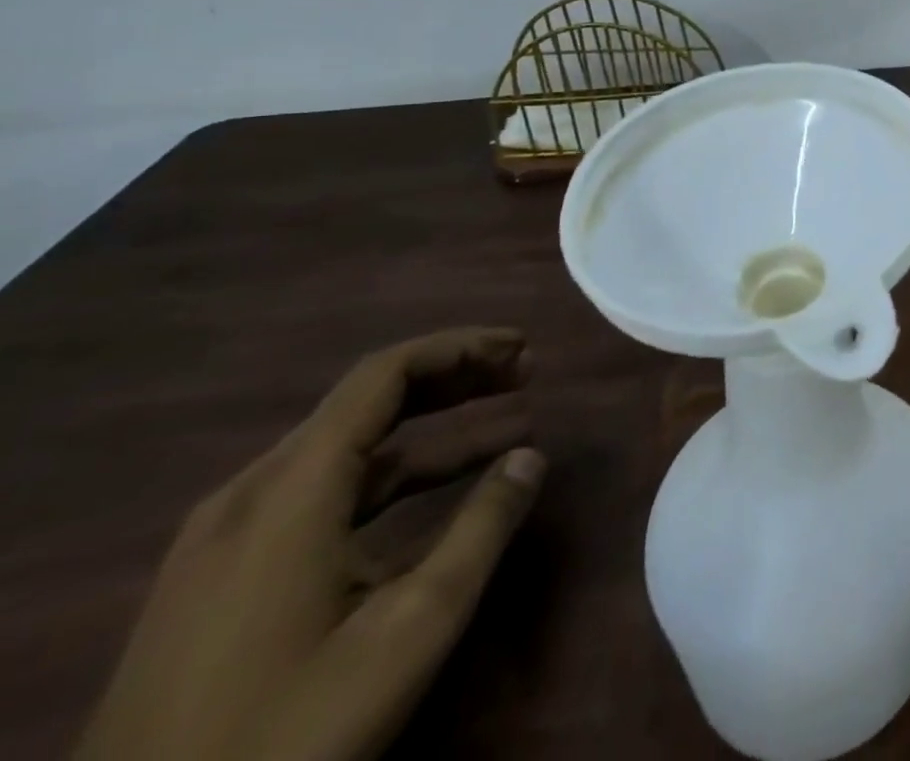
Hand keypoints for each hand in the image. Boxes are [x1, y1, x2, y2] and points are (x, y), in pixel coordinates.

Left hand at [75, 329, 545, 760]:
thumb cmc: (286, 731)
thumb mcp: (409, 630)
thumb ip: (481, 529)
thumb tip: (532, 456)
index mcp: (289, 489)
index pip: (385, 374)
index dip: (461, 348)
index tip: (524, 349)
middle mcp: (249, 495)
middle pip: (366, 402)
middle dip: (455, 380)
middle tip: (525, 376)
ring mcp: (222, 541)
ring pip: (345, 451)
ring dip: (430, 431)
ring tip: (505, 429)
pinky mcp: (216, 581)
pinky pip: (318, 494)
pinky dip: (390, 476)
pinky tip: (434, 496)